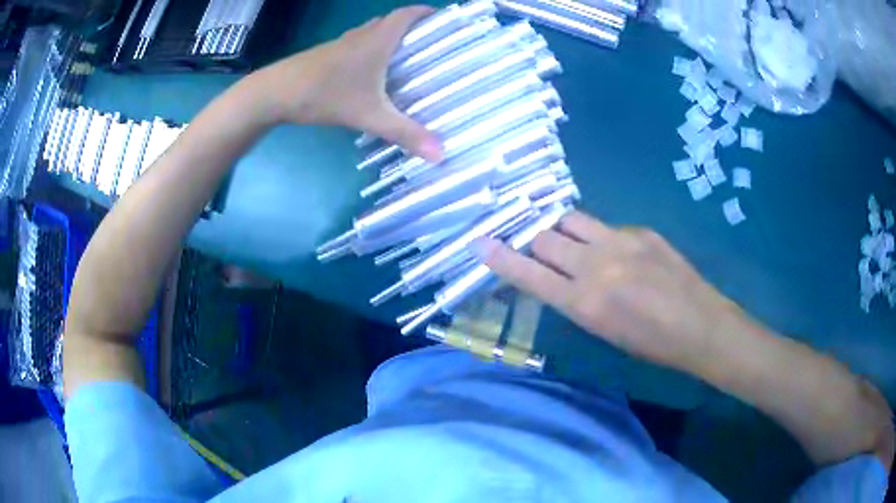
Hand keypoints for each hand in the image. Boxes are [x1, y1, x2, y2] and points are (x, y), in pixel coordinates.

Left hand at [249, 6, 442, 161]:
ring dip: (387, 36)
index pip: (406, 15)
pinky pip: (354, 43)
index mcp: (377, 41)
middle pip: (389, 21)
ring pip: (370, 31)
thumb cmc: (324, 95)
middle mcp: (360, 36)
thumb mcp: (369, 116)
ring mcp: (339, 44)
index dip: (424, 12)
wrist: (274, 93)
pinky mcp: (325, 55)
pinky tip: (367, 70)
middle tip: (426, 43)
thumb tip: (442, 156)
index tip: (440, 17)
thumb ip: (405, 133)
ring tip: (402, 55)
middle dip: (410, 26)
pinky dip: (368, 48)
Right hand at [482, 211, 741, 371]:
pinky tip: (615, 252)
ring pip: (571, 219)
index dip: (500, 258)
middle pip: (545, 236)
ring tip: (565, 238)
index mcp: (584, 303)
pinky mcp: (641, 230)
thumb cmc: (650, 343)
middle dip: (532, 239)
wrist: (700, 325)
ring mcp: (620, 241)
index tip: (479, 243)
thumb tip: (554, 275)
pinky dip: (598, 236)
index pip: (529, 273)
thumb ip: (574, 299)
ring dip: (560, 228)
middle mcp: (597, 265)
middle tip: (532, 244)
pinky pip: (605, 226)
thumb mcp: (603, 330)